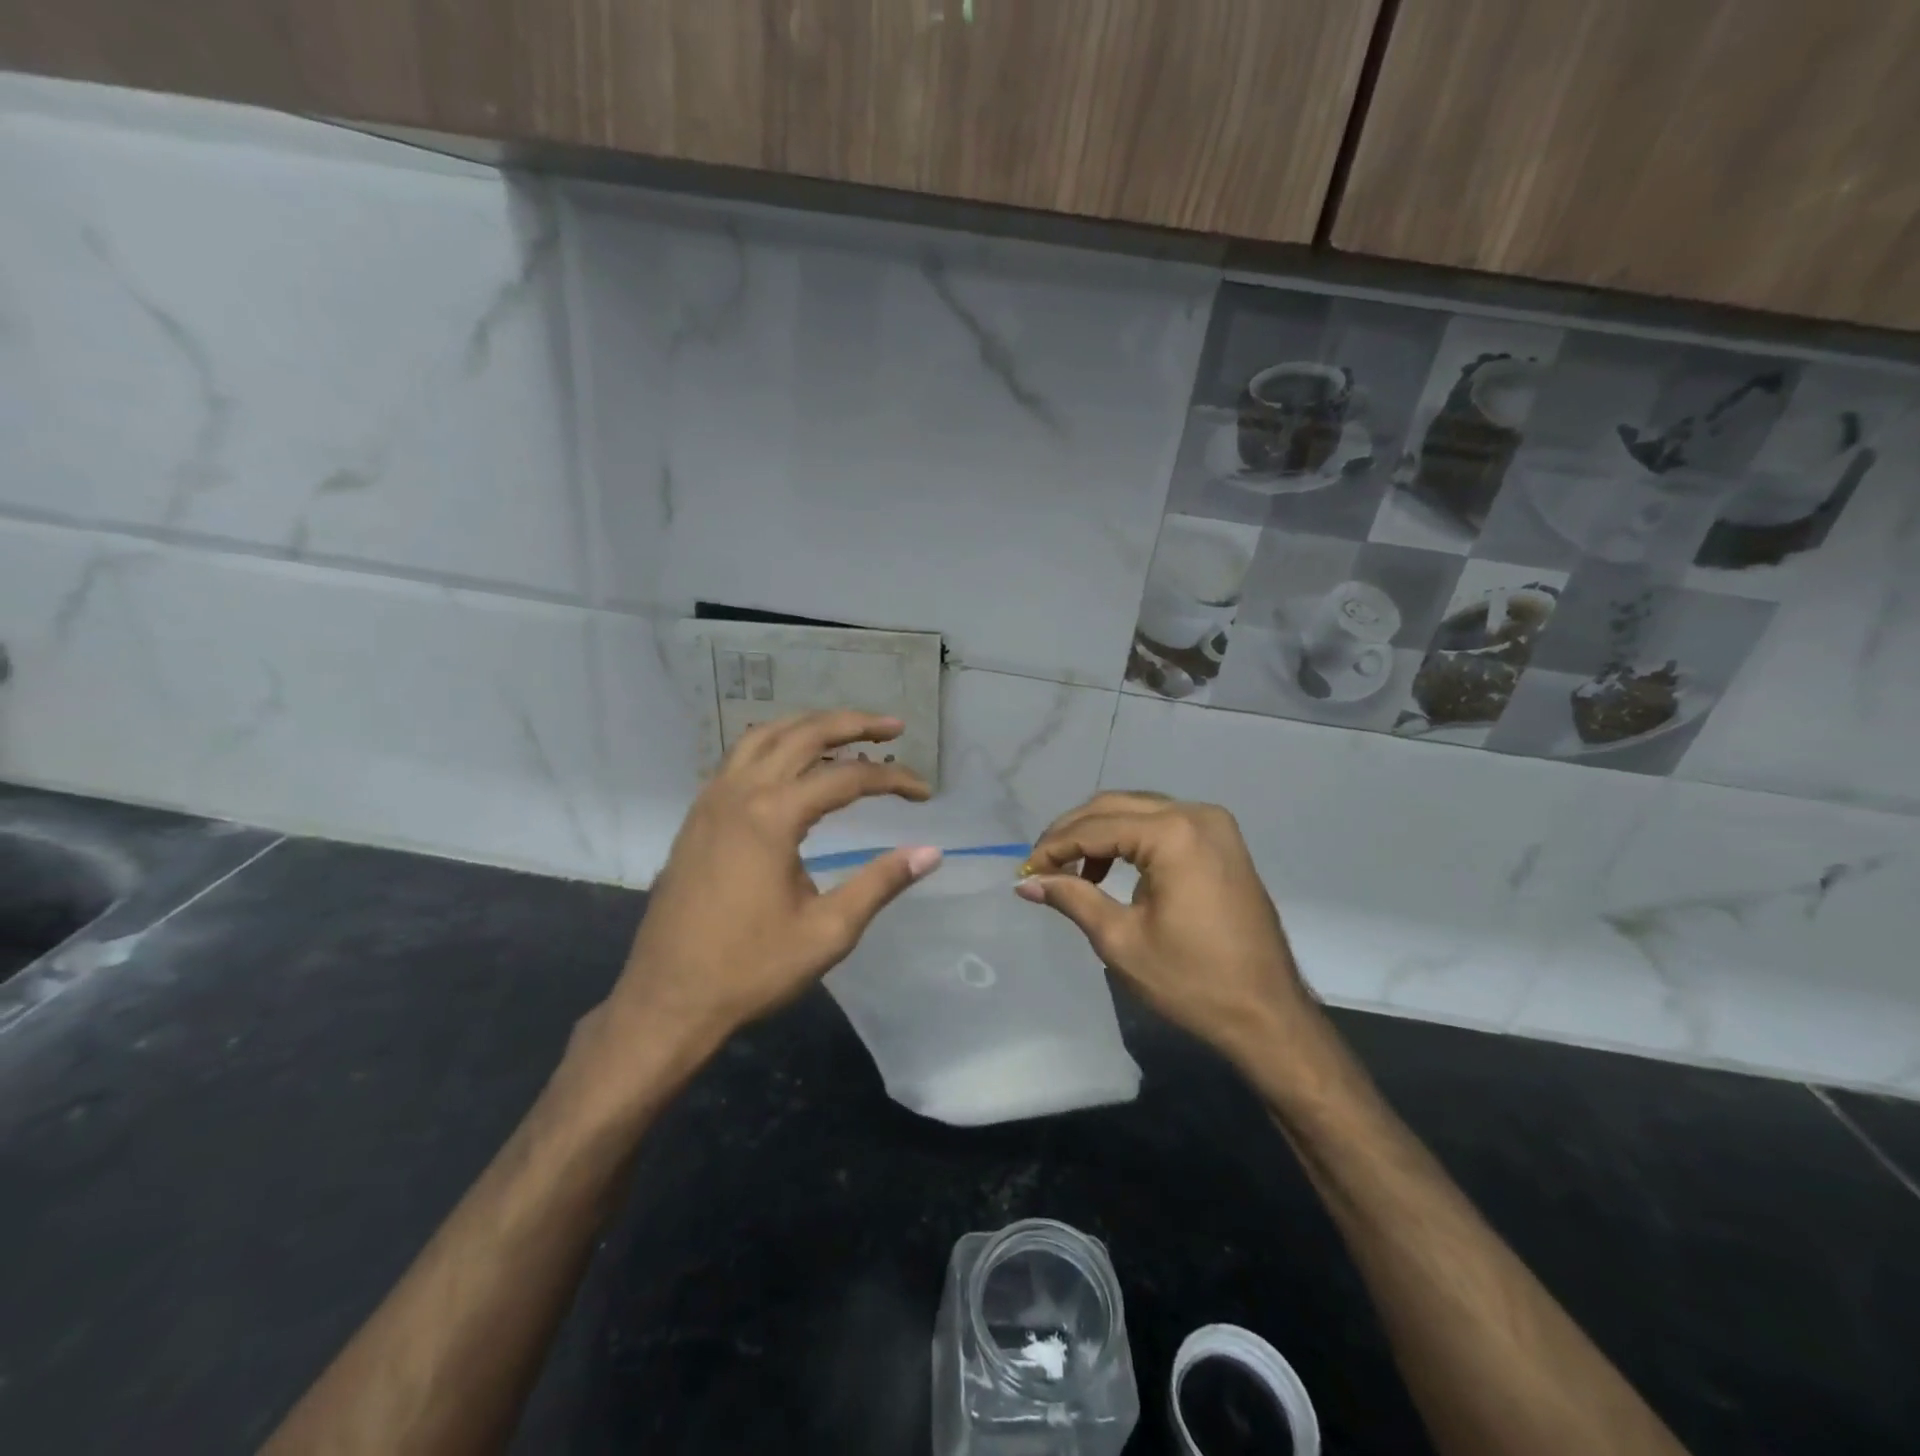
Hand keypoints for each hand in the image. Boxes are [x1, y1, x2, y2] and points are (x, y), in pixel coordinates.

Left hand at [600, 711, 941, 1066]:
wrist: (667, 1001)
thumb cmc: (750, 970)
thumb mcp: (828, 932)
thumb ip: (880, 883)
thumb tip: (931, 852)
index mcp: (772, 815)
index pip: (846, 777)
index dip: (892, 779)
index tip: (924, 793)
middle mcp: (738, 792)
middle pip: (803, 734)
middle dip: (853, 724)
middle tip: (894, 728)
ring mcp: (711, 801)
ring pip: (765, 737)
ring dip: (809, 727)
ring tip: (847, 733)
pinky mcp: (697, 817)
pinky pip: (739, 758)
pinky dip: (775, 746)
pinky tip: (792, 766)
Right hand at [1015, 792, 1312, 1066]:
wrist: (1268, 1015)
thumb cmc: (1192, 982)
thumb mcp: (1120, 940)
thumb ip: (1072, 899)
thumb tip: (1025, 883)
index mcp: (1173, 834)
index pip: (1096, 827)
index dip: (1054, 847)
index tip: (1025, 872)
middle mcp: (1196, 814)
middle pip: (1115, 807)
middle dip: (1072, 833)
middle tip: (1041, 866)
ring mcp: (1215, 825)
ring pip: (1138, 811)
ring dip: (1099, 834)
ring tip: (1070, 871)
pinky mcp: (1222, 842)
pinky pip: (1163, 825)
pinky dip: (1130, 841)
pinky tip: (1109, 871)